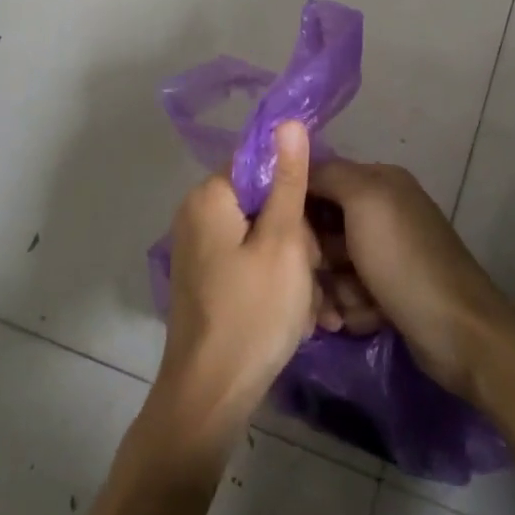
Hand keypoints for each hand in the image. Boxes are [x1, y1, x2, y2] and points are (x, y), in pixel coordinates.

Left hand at [152, 123, 320, 444]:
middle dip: (296, 232)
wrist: (211, 393)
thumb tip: (287, 121)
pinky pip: (248, 260)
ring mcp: (198, 248)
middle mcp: (196, 214)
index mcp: (209, 196)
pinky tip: (291, 311)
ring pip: (261, 234)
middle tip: (312, 270)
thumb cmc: (254, 312)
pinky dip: (273, 279)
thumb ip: (288, 179)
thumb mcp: (284, 241)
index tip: (318, 223)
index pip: (261, 163)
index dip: (296, 187)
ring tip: (306, 299)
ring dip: (291, 261)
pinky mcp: (205, 277)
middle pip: (261, 199)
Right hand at [307, 161, 514, 402]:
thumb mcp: (364, 201)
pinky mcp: (389, 291)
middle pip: (324, 226)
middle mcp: (384, 212)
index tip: (279, 232)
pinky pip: (351, 294)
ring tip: (347, 306)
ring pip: (334, 266)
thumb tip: (296, 161)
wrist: (458, 332)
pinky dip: (354, 308)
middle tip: (315, 277)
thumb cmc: (404, 260)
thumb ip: (328, 174)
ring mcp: (387, 254)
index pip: (320, 179)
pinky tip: (367, 318)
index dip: (297, 203)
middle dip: (316, 256)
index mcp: (380, 182)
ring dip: (333, 289)